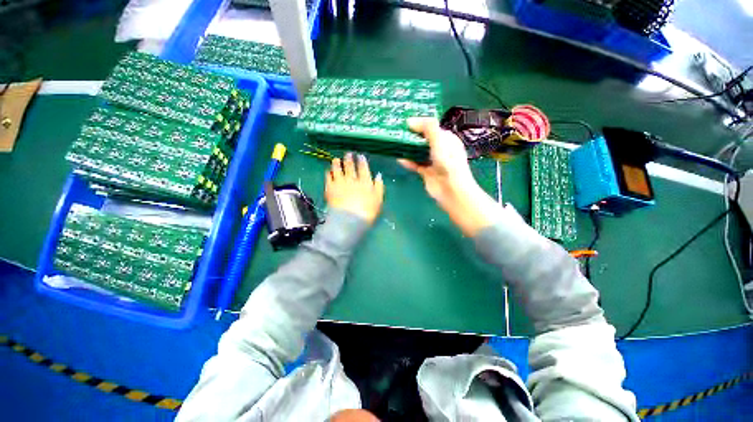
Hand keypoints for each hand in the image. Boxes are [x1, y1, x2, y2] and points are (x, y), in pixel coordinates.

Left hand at [326, 153, 384, 223]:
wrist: (349, 219)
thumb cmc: (367, 211)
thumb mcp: (378, 199)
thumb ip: (379, 186)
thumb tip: (378, 175)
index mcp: (365, 181)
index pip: (363, 167)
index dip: (361, 161)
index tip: (360, 156)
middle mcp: (352, 179)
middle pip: (350, 166)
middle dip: (349, 159)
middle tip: (348, 154)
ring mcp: (340, 182)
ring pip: (338, 169)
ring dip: (337, 163)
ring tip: (336, 159)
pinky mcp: (330, 188)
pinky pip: (328, 177)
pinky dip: (329, 172)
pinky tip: (329, 171)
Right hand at [399, 117, 499, 236]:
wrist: (450, 189)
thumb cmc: (448, 162)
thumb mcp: (439, 140)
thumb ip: (427, 128)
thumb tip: (410, 121)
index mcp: (447, 139)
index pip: (432, 127)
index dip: (420, 124)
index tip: (405, 123)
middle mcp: (440, 149)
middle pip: (424, 140)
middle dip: (412, 136)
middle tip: (397, 132)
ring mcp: (433, 162)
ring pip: (418, 152)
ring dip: (409, 148)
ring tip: (396, 143)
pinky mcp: (426, 172)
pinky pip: (415, 164)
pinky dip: (408, 161)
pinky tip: (399, 158)